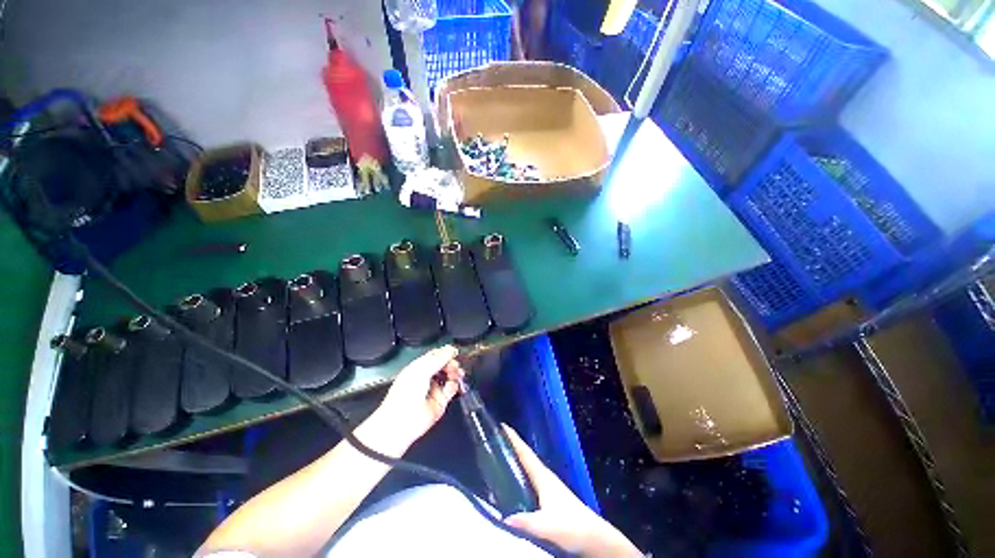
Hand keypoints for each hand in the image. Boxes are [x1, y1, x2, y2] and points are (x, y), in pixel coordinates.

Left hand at [366, 345, 463, 450]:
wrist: (401, 423)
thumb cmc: (403, 396)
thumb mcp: (421, 371)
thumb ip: (438, 359)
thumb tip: (451, 349)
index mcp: (418, 368)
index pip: (435, 356)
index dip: (444, 353)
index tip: (453, 352)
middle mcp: (426, 377)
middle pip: (444, 365)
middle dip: (451, 363)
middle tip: (454, 365)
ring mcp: (434, 389)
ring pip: (449, 376)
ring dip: (455, 373)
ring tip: (456, 374)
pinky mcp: (440, 401)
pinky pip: (452, 389)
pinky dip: (454, 386)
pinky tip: (452, 385)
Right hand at [503, 426, 641, 557]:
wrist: (593, 536)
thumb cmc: (571, 525)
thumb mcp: (547, 525)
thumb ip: (526, 521)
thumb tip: (503, 517)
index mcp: (543, 477)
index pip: (525, 453)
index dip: (514, 439)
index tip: (503, 426)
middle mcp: (545, 477)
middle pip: (526, 456)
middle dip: (512, 446)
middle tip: (496, 438)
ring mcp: (548, 485)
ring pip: (528, 466)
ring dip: (516, 458)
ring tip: (501, 454)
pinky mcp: (550, 495)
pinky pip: (530, 477)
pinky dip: (521, 472)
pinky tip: (514, 480)